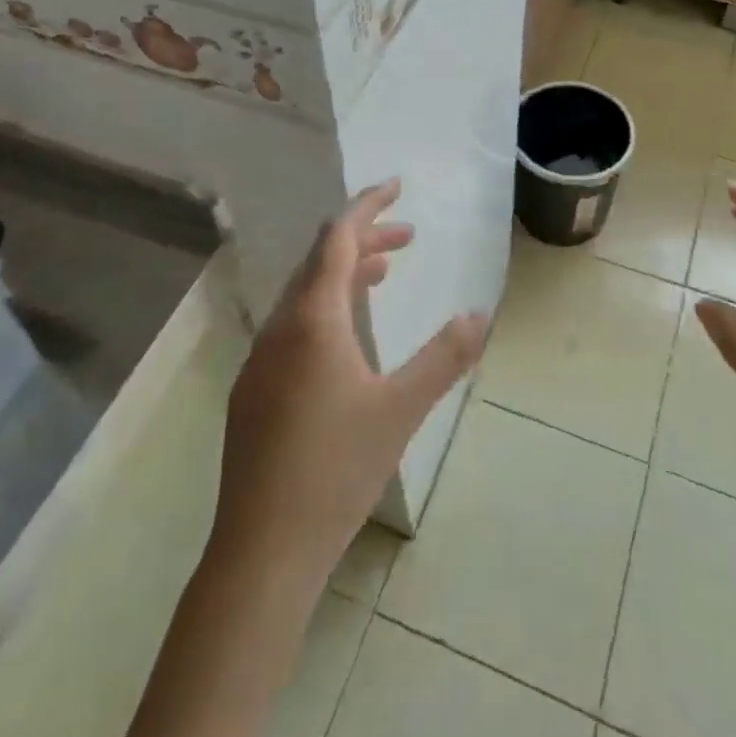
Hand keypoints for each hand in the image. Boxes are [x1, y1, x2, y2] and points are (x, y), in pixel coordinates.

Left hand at [210, 179, 487, 590]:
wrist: (263, 550)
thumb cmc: (336, 469)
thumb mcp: (402, 409)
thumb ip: (445, 357)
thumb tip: (481, 313)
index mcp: (312, 319)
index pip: (337, 238)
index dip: (367, 206)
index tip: (395, 186)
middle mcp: (280, 327)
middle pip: (320, 261)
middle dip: (364, 239)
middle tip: (408, 236)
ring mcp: (261, 359)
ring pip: (305, 294)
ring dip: (345, 274)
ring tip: (385, 273)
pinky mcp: (255, 389)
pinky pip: (293, 324)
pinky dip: (326, 307)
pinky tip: (347, 337)